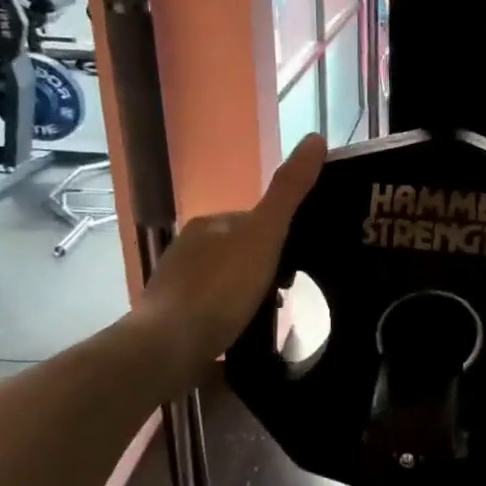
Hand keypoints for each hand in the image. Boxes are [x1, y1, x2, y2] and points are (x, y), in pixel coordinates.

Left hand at [134, 134, 325, 376]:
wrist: (168, 347)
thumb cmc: (221, 288)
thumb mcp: (265, 235)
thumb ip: (289, 192)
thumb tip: (316, 137)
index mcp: (209, 225)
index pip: (253, 221)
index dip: (280, 237)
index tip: (300, 261)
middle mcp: (187, 248)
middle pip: (239, 251)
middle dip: (263, 267)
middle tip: (289, 292)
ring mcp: (176, 285)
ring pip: (224, 282)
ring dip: (246, 294)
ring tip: (270, 316)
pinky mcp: (171, 320)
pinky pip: (211, 310)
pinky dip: (229, 317)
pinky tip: (241, 334)